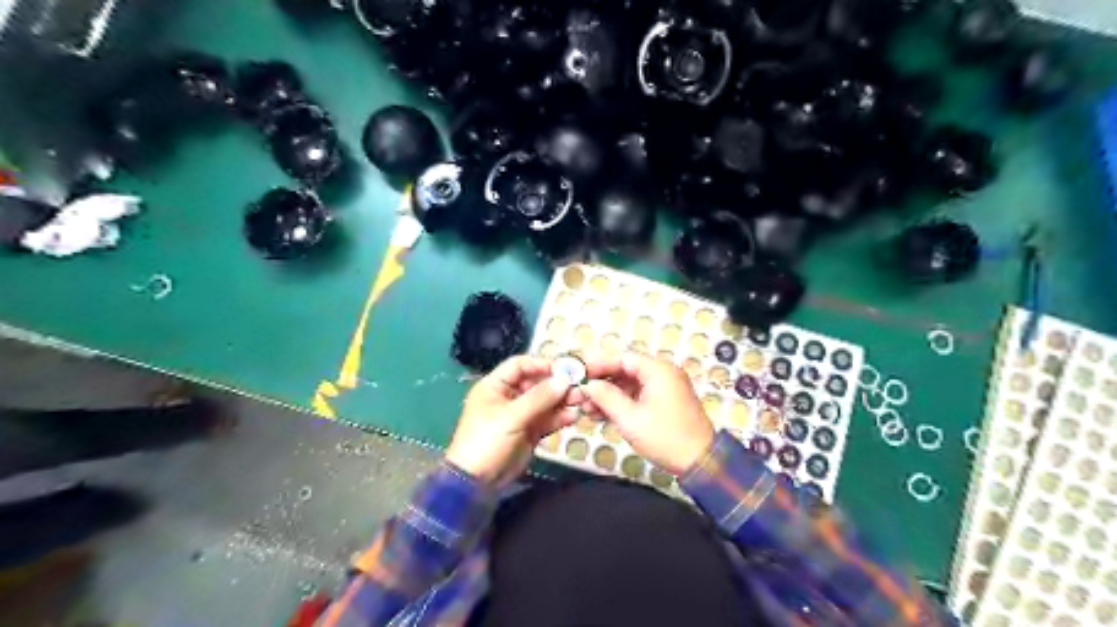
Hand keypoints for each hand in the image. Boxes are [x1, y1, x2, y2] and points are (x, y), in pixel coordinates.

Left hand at [448, 354, 580, 487]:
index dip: (541, 364)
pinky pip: (547, 420)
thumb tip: (564, 380)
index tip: (564, 368)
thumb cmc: (487, 441)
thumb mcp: (511, 417)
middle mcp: (509, 397)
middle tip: (579, 386)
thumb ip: (539, 398)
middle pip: (536, 383)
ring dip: (562, 400)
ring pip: (545, 402)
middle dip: (557, 384)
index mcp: (495, 386)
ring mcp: (520, 415)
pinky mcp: (530, 432)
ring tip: (581, 401)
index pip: (520, 365)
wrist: (477, 482)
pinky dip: (559, 418)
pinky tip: (573, 417)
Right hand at [575, 354, 714, 475]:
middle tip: (580, 392)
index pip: (622, 358)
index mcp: (658, 370)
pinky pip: (638, 395)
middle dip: (602, 382)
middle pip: (625, 370)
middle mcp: (663, 374)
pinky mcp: (665, 402)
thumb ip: (606, 397)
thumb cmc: (665, 437)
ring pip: (630, 384)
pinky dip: (621, 403)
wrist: (700, 462)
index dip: (598, 364)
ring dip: (609, 395)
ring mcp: (665, 388)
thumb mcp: (630, 418)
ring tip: (587, 408)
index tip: (578, 373)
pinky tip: (602, 415)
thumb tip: (588, 385)